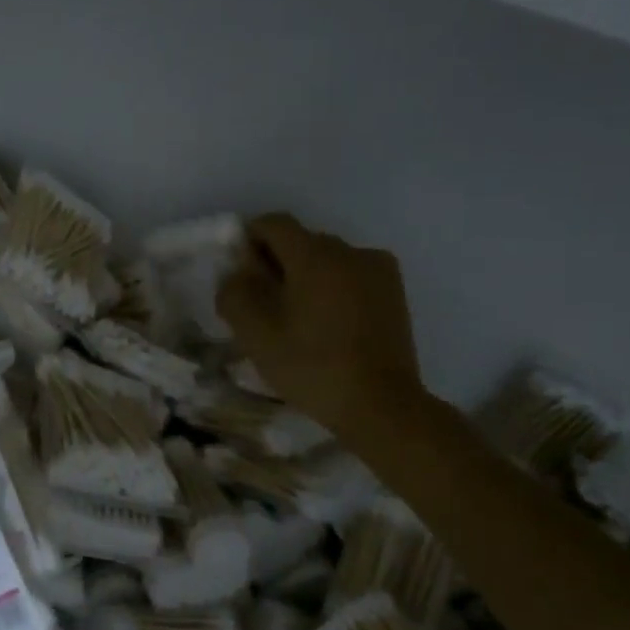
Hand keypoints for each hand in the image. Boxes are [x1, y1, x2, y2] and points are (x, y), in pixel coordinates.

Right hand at [217, 213, 424, 450]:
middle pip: (302, 241)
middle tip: (265, 305)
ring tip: (299, 319)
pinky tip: (329, 325)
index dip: (250, 240)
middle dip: (278, 263)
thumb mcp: (256, 335)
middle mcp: (350, 251)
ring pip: (328, 260)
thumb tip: (238, 274)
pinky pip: (352, 276)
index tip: (242, 275)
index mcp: (315, 255)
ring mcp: (378, 270)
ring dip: (307, 277)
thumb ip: (236, 294)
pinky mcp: (394, 292)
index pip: (274, 224)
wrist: (380, 405)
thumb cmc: (312, 367)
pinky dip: (334, 289)